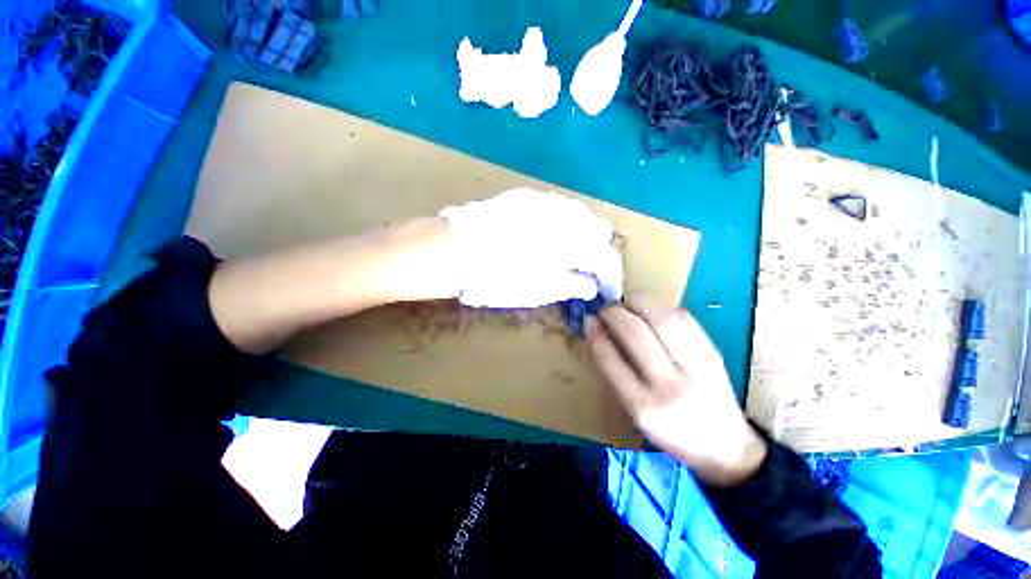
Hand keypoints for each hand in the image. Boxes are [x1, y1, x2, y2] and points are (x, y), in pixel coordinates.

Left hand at [439, 188, 622, 307]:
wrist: (452, 250)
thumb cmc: (496, 279)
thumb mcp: (539, 291)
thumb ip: (572, 286)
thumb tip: (592, 286)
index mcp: (573, 244)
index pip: (607, 259)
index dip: (611, 277)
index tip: (606, 290)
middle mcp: (567, 216)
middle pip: (601, 230)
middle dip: (599, 251)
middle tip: (586, 271)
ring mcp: (546, 201)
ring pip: (581, 213)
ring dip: (583, 234)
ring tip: (569, 253)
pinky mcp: (527, 195)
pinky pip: (558, 206)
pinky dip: (563, 222)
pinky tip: (549, 235)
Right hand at [586, 296, 766, 486]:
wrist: (724, 445)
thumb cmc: (670, 430)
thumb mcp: (634, 411)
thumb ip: (614, 373)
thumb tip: (597, 332)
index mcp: (643, 407)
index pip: (610, 359)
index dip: (595, 333)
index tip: (588, 320)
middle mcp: (670, 386)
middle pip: (635, 333)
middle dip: (613, 313)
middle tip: (605, 309)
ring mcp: (697, 368)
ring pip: (662, 318)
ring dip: (637, 303)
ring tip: (626, 304)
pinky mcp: (714, 354)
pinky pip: (684, 318)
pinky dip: (662, 307)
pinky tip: (652, 311)